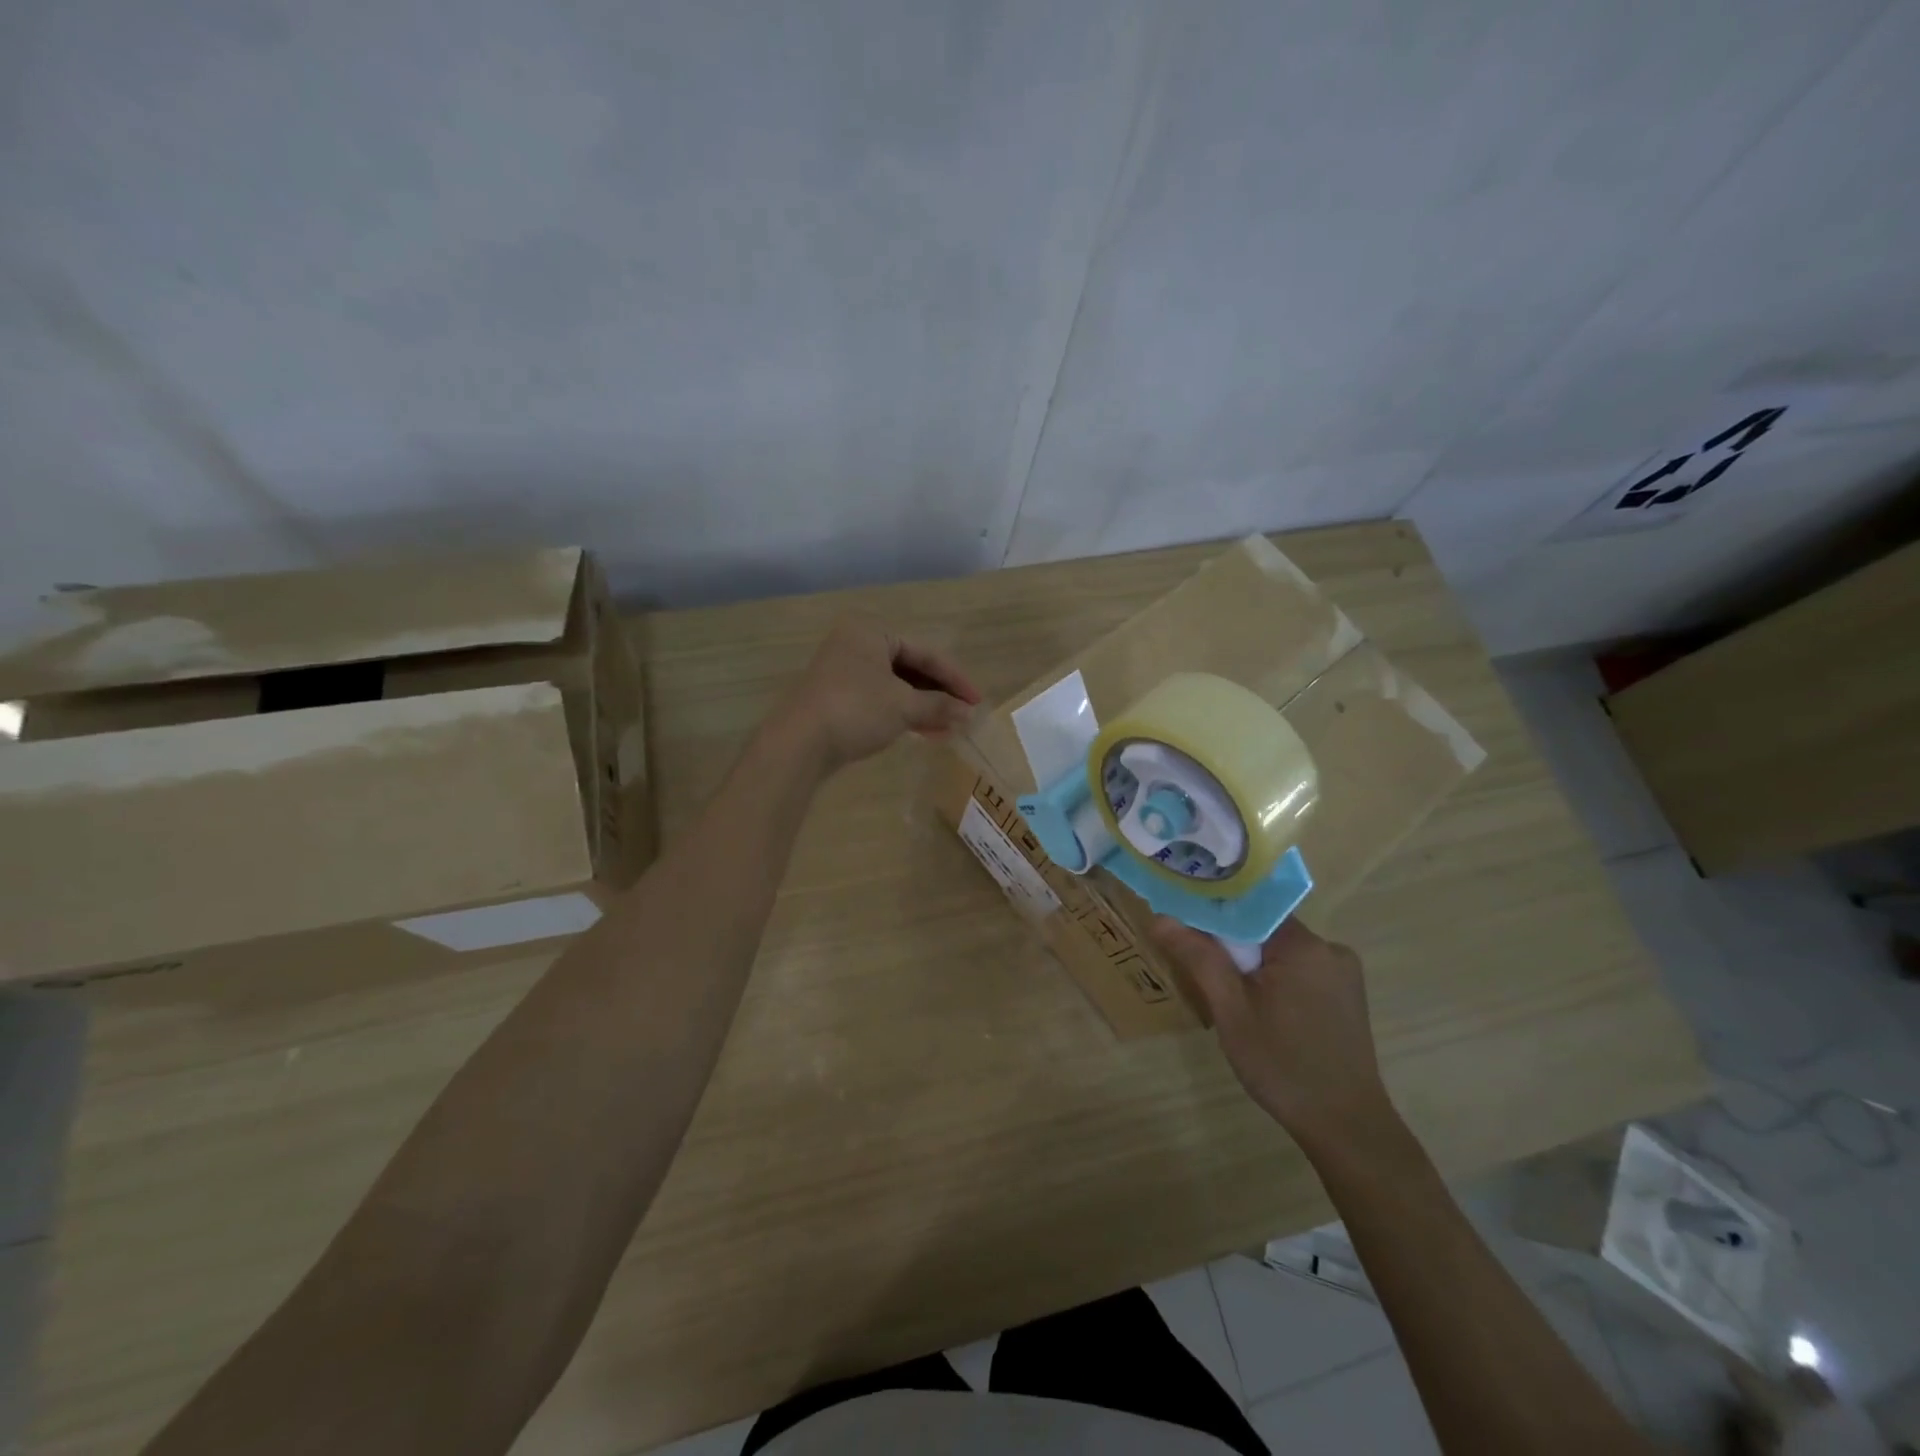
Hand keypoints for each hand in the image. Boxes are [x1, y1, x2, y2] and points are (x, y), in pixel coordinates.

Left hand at [775, 615, 980, 774]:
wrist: (799, 744)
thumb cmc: (856, 710)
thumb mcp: (904, 706)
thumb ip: (939, 705)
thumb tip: (969, 714)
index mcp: (872, 630)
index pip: (926, 652)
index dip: (955, 678)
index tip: (977, 702)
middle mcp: (856, 643)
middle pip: (911, 667)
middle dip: (939, 694)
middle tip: (964, 715)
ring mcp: (844, 670)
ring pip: (896, 685)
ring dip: (924, 706)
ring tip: (949, 728)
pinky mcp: (838, 696)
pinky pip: (881, 699)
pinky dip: (903, 713)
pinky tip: (925, 732)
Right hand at [1151, 916, 1399, 1153]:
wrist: (1346, 1127)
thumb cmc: (1282, 1065)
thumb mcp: (1231, 1010)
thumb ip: (1199, 957)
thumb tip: (1160, 916)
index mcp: (1304, 945)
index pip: (1249, 908)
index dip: (1213, 914)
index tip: (1183, 926)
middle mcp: (1330, 949)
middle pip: (1264, 929)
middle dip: (1230, 945)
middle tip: (1199, 968)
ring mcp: (1343, 974)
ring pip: (1280, 951)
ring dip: (1251, 965)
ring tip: (1227, 996)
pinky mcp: (1346, 996)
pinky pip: (1298, 971)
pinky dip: (1273, 980)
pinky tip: (1260, 1010)